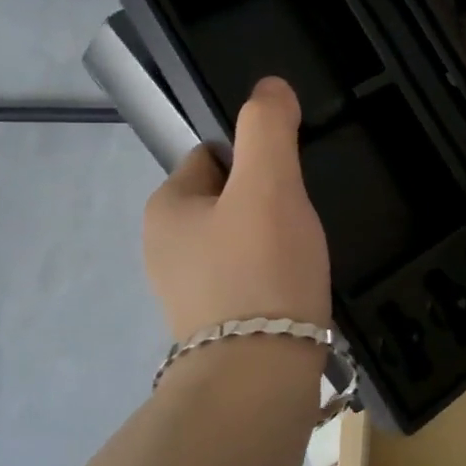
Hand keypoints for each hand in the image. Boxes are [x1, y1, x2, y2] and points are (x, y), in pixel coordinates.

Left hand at [143, 77, 331, 340]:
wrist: (258, 379)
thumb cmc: (260, 269)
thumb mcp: (269, 183)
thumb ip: (267, 127)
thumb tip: (270, 86)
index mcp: (166, 207)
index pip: (212, 155)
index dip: (254, 160)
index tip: (286, 184)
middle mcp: (164, 248)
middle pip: (229, 199)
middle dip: (266, 204)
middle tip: (298, 225)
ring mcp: (186, 292)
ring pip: (241, 241)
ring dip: (272, 242)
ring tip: (301, 260)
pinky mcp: (213, 326)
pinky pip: (247, 279)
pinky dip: (271, 278)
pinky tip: (294, 291)